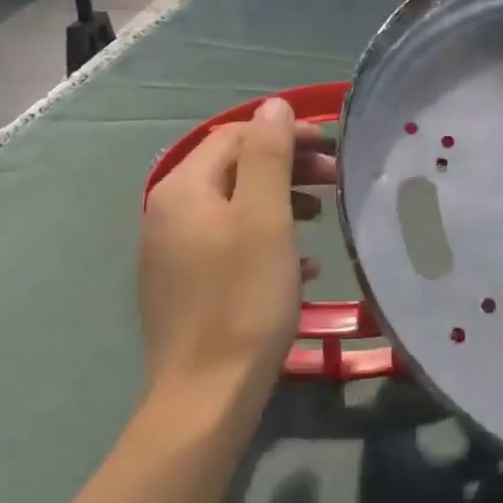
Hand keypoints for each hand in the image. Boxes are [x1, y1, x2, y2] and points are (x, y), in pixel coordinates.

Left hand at [138, 97, 337, 405]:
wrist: (205, 397)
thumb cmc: (243, 298)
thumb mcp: (265, 218)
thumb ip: (270, 155)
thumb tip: (275, 105)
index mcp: (184, 189)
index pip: (238, 136)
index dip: (286, 133)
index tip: (331, 148)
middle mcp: (168, 213)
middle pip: (234, 169)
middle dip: (287, 166)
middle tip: (334, 179)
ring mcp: (172, 252)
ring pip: (234, 206)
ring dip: (281, 200)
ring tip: (321, 216)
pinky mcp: (183, 285)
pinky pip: (229, 243)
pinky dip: (266, 238)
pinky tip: (301, 263)